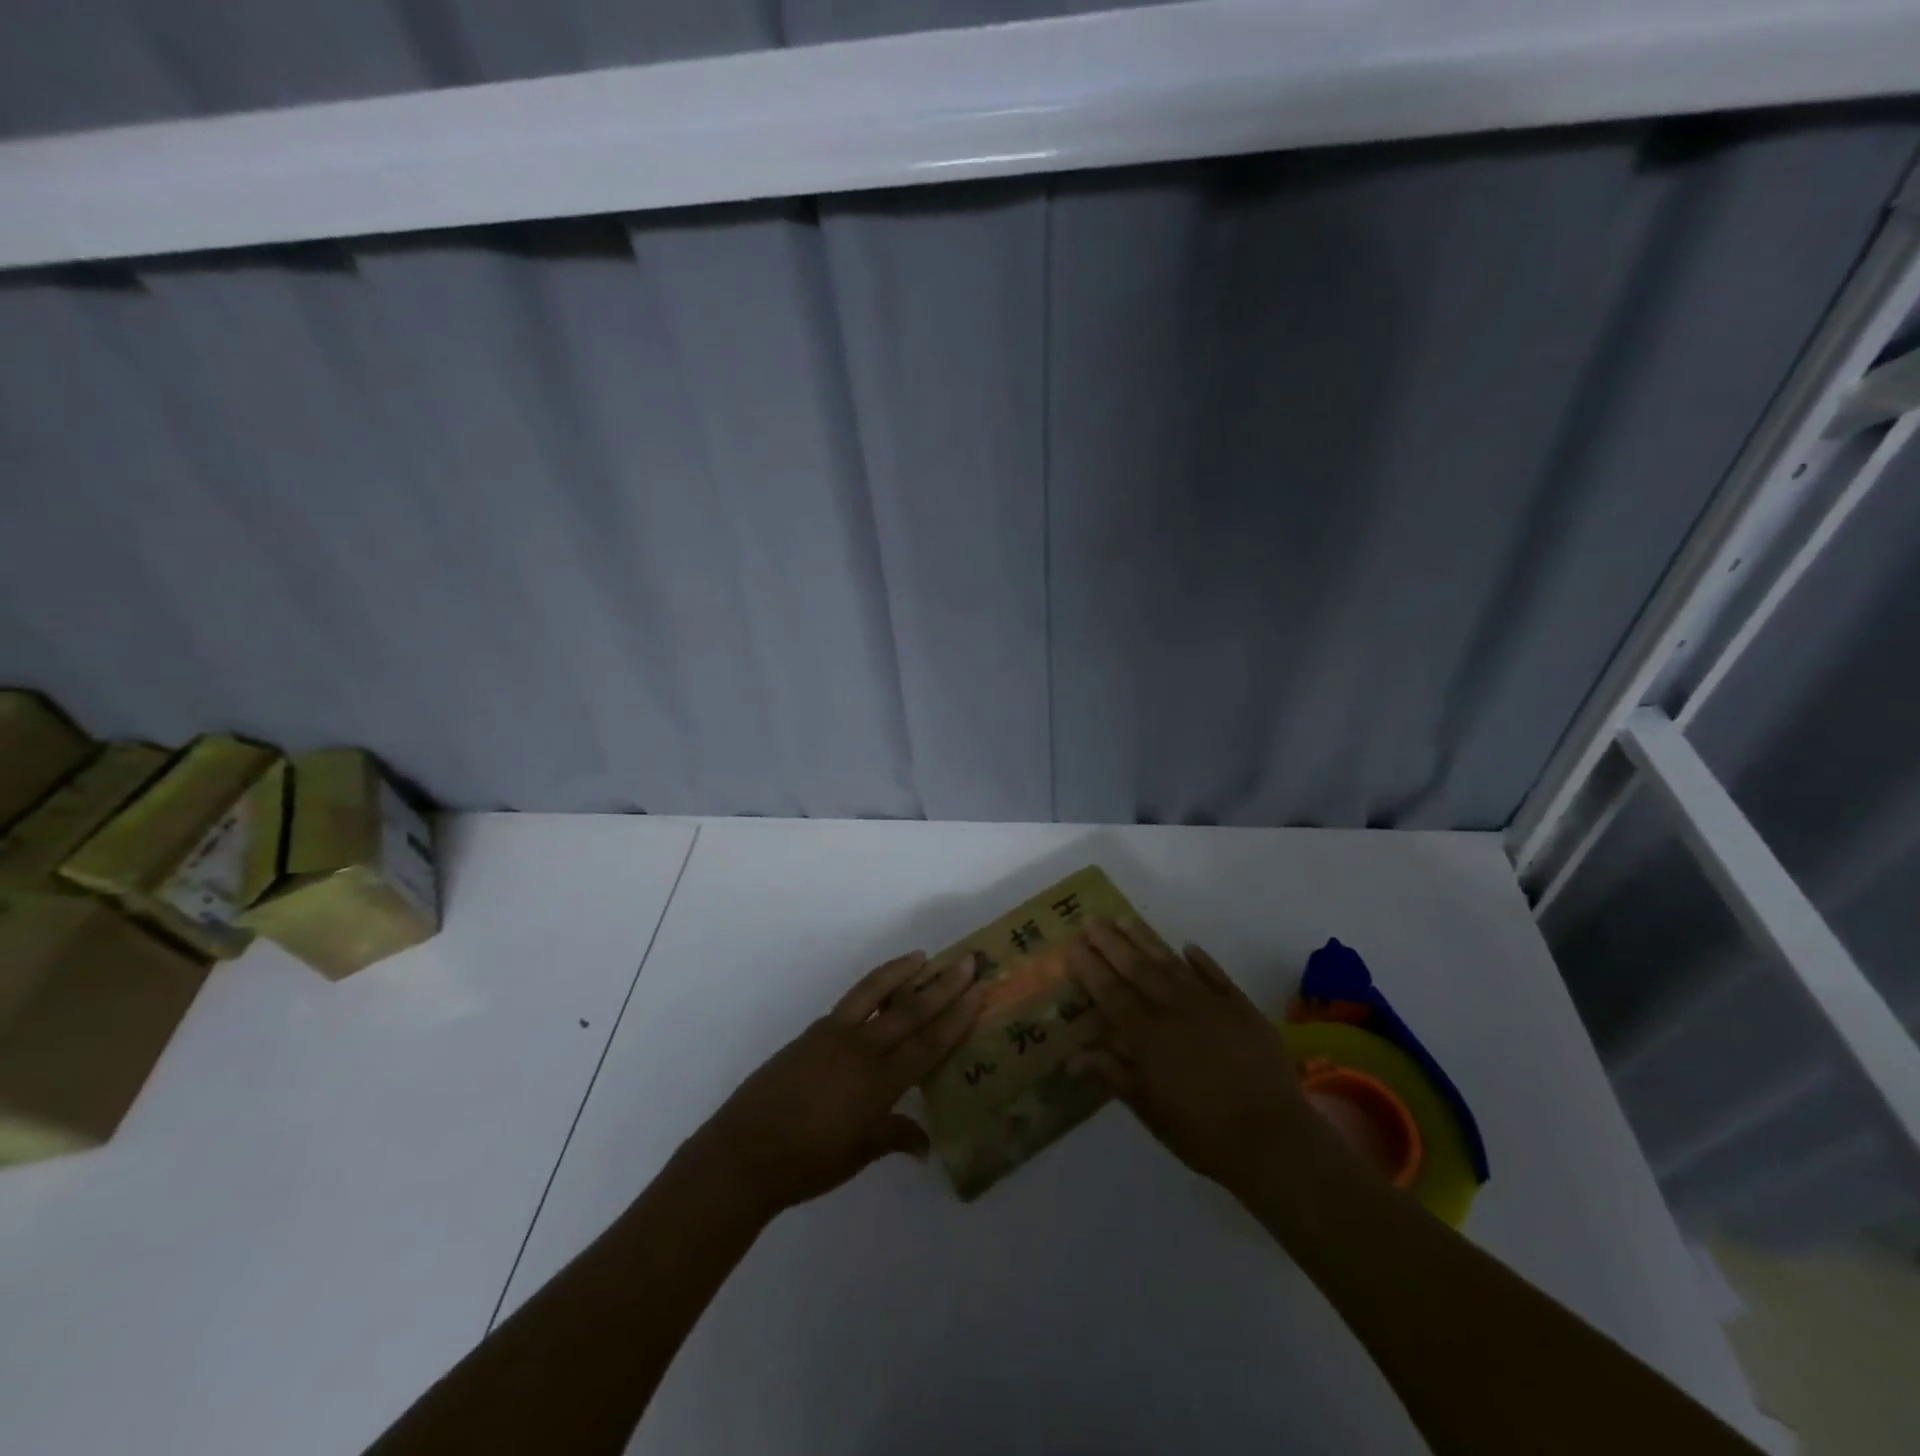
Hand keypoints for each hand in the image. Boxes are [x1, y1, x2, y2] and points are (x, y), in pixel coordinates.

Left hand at [693, 951, 984, 1216]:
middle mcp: (862, 1049)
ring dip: (901, 972)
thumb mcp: (859, 1154)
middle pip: (911, 1011)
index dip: (957, 1017)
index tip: (978, 991)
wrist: (745, 1151)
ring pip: (875, 993)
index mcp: (880, 1082)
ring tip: (922, 956)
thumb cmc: (808, 1162)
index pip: (929, 1043)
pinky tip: (879, 990)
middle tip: (967, 961)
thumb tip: (926, 1144)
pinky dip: (870, 989)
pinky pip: (850, 1002)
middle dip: (943, 985)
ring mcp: (834, 1035)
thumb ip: (895, 1137)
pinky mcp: (812, 1032)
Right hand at [1069, 920, 1323, 1199]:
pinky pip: (1216, 975)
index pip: (1110, 991)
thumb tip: (1073, 1056)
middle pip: (1136, 967)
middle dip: (1111, 942)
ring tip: (1126, 919)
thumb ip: (1113, 1074)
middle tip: (1092, 920)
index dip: (1090, 966)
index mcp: (1146, 1034)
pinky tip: (1188, 947)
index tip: (1073, 943)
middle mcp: (1173, 1009)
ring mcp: (1210, 1003)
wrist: (1272, 1138)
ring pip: (1171, 963)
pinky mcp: (1241, 1007)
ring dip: (1146, 940)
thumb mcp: (1149, 1109)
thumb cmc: (1201, 1132)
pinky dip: (1201, 960)